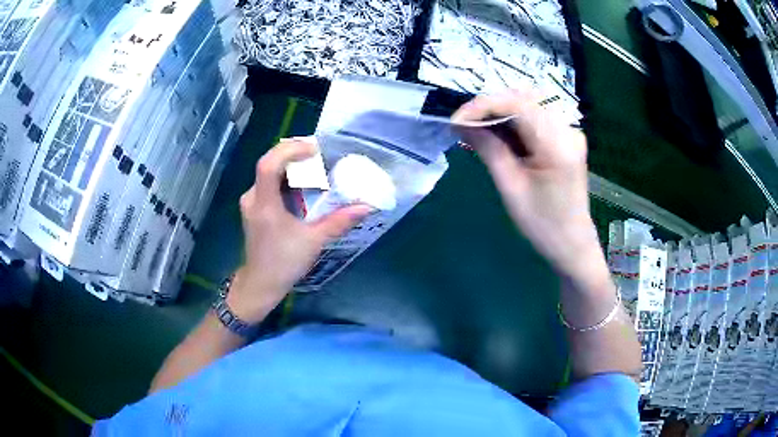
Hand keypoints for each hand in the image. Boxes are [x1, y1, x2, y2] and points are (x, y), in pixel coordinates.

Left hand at [229, 138, 370, 322]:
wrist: (260, 284)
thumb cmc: (284, 263)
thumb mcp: (314, 242)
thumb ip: (339, 222)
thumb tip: (366, 206)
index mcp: (264, 204)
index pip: (269, 165)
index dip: (289, 151)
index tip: (313, 149)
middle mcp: (253, 198)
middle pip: (269, 163)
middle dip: (293, 154)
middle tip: (319, 154)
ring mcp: (251, 202)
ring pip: (269, 173)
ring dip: (291, 166)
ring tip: (314, 166)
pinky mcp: (254, 208)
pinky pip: (269, 184)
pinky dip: (286, 179)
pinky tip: (302, 185)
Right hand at [453, 90, 601, 280]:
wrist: (572, 243)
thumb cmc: (543, 225)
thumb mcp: (511, 188)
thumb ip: (489, 150)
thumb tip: (462, 124)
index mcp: (558, 146)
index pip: (518, 105)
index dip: (483, 105)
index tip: (456, 119)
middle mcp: (568, 131)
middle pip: (523, 100)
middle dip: (489, 106)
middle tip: (463, 124)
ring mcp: (569, 132)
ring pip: (528, 105)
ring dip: (499, 112)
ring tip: (476, 129)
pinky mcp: (566, 137)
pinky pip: (536, 117)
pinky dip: (513, 121)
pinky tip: (497, 134)